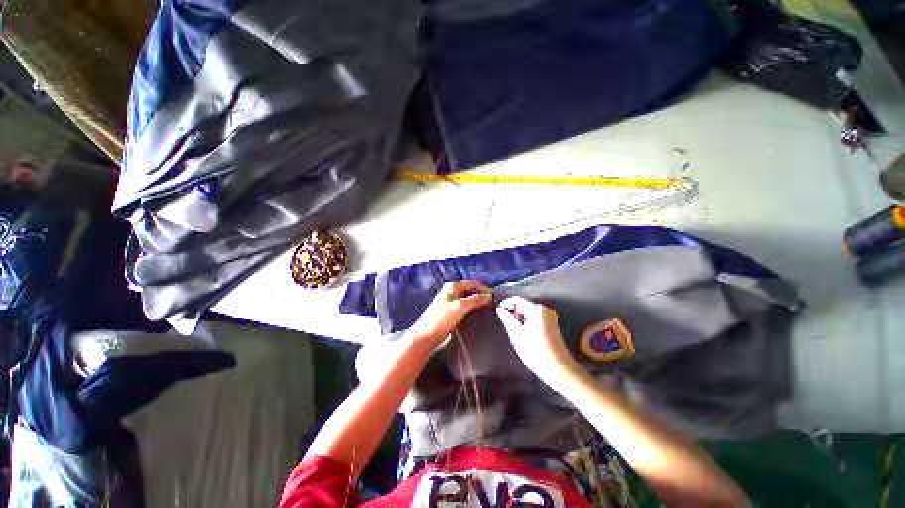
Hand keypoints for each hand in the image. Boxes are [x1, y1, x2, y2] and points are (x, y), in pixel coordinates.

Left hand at [408, 280, 491, 347]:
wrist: (425, 336)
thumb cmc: (442, 318)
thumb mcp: (460, 307)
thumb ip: (475, 300)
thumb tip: (489, 295)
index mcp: (452, 286)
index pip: (471, 283)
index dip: (483, 288)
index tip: (494, 296)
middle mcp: (451, 291)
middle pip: (469, 290)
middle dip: (480, 295)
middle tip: (492, 303)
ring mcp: (449, 302)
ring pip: (467, 299)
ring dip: (476, 302)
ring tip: (487, 309)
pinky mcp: (449, 312)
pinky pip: (463, 307)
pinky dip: (471, 308)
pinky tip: (477, 314)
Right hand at [496, 296, 579, 385]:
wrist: (557, 368)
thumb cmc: (534, 351)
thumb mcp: (516, 334)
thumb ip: (507, 319)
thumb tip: (500, 309)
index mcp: (536, 309)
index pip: (517, 300)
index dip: (506, 303)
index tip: (498, 312)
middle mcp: (545, 309)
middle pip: (524, 304)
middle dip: (513, 311)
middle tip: (505, 322)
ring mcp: (551, 316)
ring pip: (530, 311)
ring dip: (520, 316)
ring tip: (513, 328)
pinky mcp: (553, 324)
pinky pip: (536, 316)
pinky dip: (528, 320)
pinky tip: (524, 331)